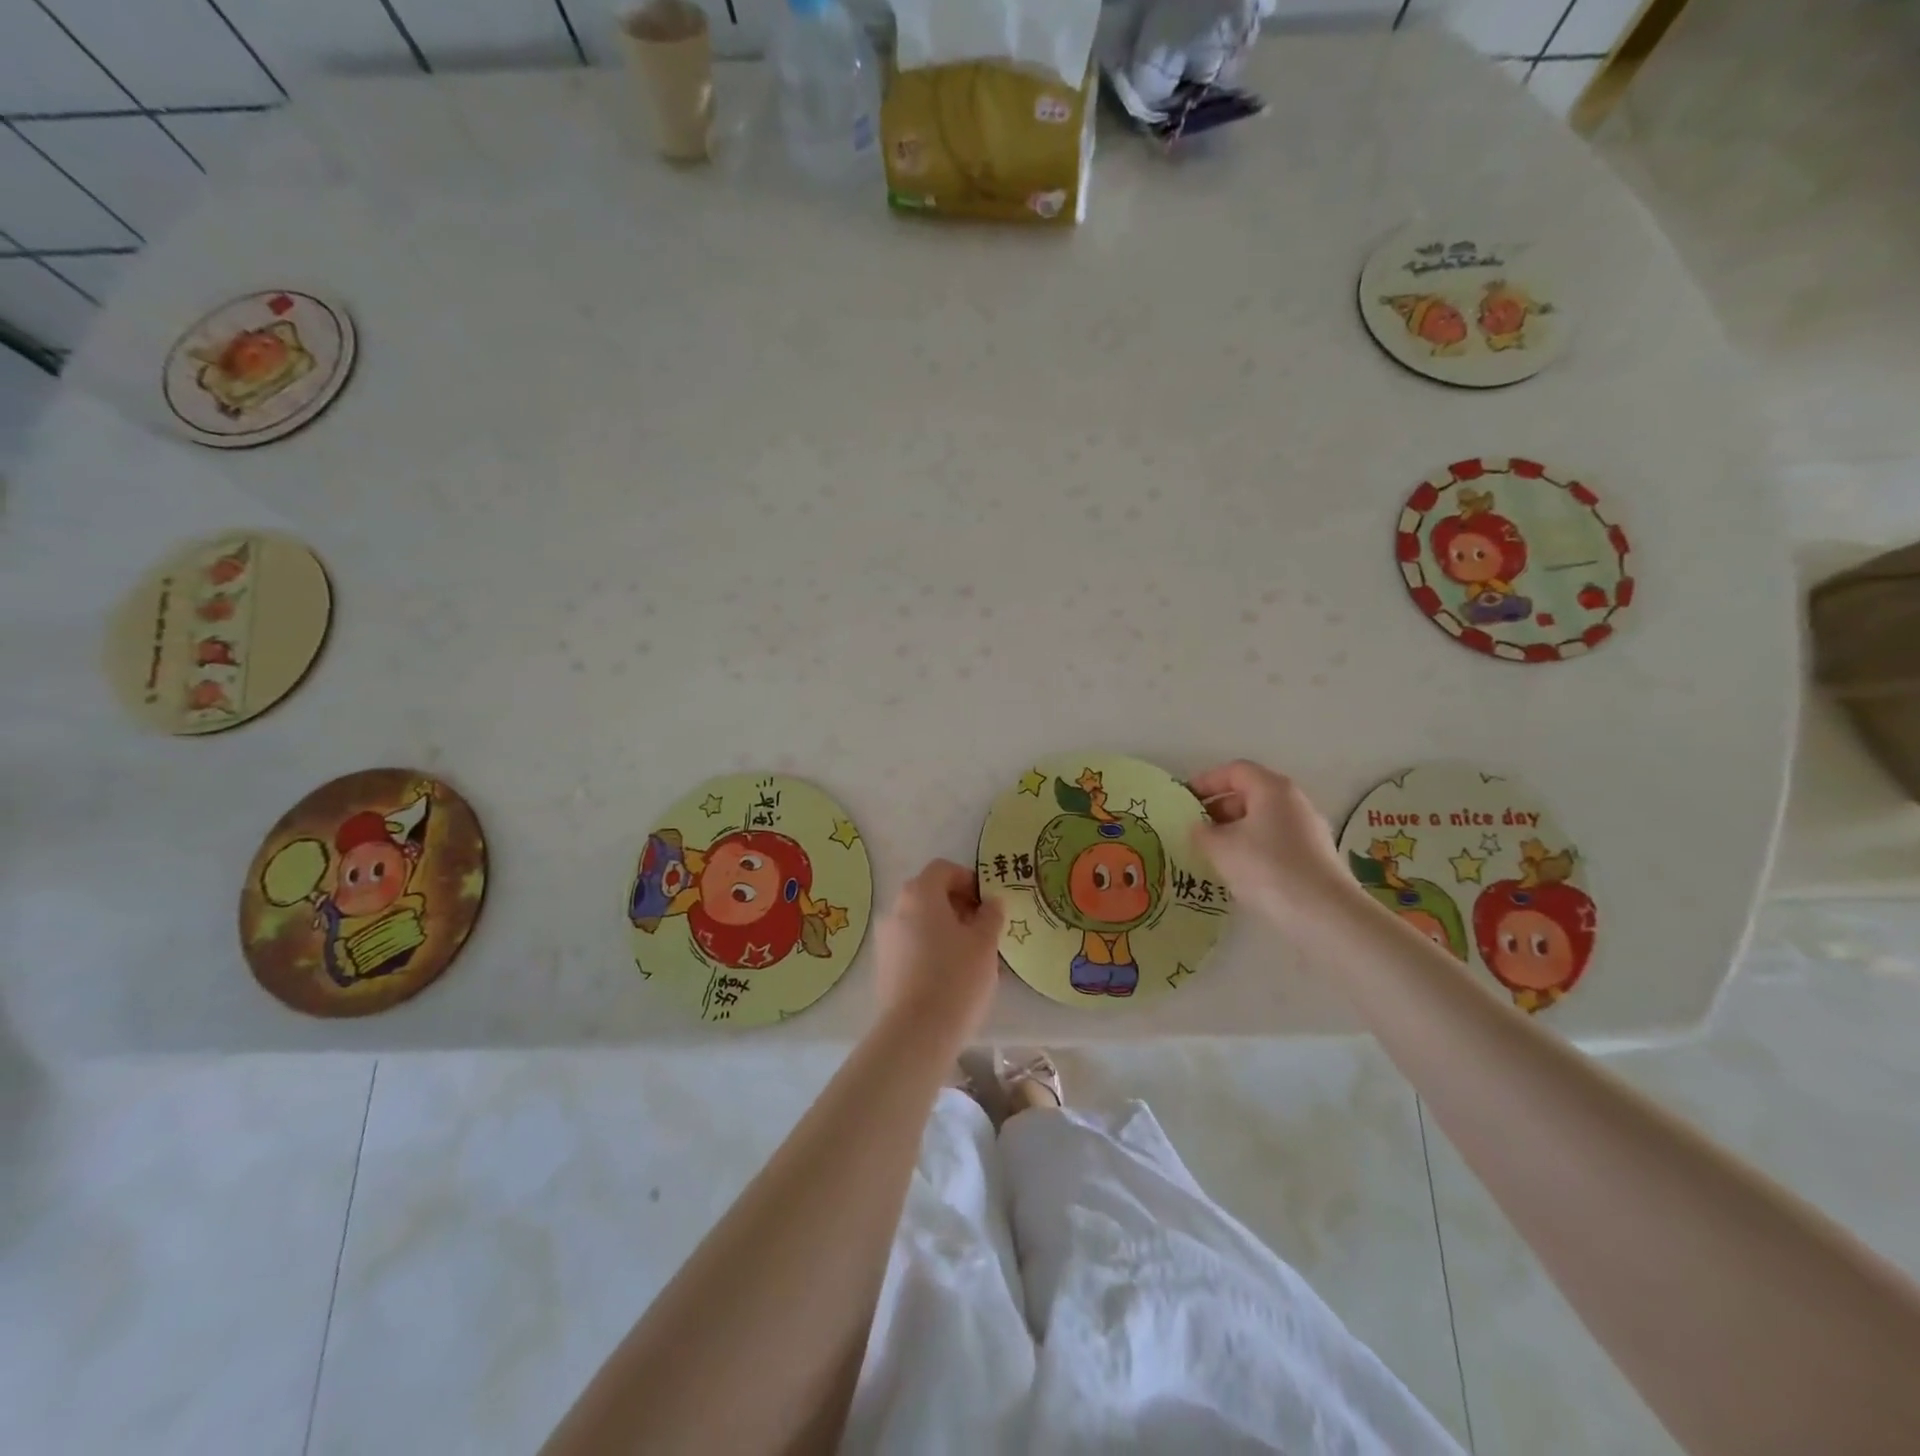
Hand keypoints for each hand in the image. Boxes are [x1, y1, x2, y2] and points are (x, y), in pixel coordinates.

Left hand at [873, 860, 1004, 1048]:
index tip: (987, 904)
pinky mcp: (883, 965)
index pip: (944, 869)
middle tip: (984, 930)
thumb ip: (991, 915)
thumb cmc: (956, 977)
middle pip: (930, 894)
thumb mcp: (985, 943)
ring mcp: (885, 938)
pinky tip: (951, 975)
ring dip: (945, 929)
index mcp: (919, 893)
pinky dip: (930, 949)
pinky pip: (911, 945)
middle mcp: (896, 908)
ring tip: (972, 957)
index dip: (968, 880)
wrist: (917, 1031)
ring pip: (921, 921)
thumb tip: (991, 902)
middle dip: (958, 906)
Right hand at [1190, 760, 1366, 936]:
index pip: (1234, 771)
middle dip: (1218, 808)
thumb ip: (1202, 832)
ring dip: (1234, 831)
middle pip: (1250, 794)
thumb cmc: (1267, 868)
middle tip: (1195, 829)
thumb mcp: (1220, 848)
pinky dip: (1253, 848)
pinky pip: (1275, 841)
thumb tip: (1199, 828)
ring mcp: (1308, 829)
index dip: (1206, 781)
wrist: (1324, 914)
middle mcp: (1294, 802)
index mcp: (1272, 789)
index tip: (1185, 801)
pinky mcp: (1315, 856)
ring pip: (1262, 820)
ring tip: (1212, 853)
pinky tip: (1239, 872)